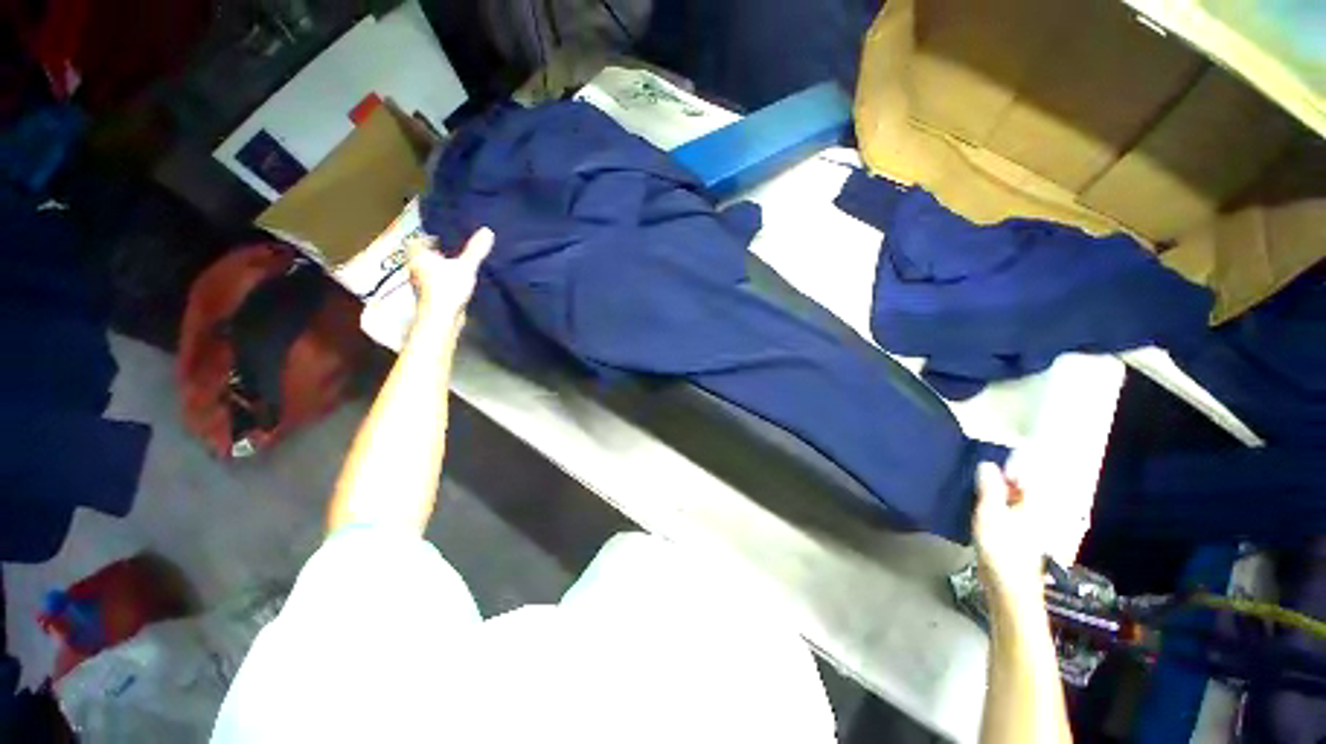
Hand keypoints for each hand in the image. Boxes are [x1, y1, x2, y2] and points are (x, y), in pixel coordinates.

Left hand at [406, 227, 492, 322]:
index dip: (427, 237)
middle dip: (435, 252)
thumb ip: (475, 250)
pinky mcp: (430, 298)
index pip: (417, 241)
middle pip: (422, 256)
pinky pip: (436, 284)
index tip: (440, 235)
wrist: (441, 318)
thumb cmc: (448, 288)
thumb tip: (488, 230)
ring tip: (455, 265)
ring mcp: (421, 285)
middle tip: (451, 248)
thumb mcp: (466, 266)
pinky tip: (456, 282)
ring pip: (428, 271)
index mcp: (419, 257)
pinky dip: (444, 281)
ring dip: (439, 268)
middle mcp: (416, 269)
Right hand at [973, 462, 1045, 605]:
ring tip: (973, 490)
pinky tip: (979, 511)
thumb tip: (986, 464)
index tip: (982, 464)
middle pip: (1020, 487)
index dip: (1006, 466)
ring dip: (994, 493)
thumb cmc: (1002, 548)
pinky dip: (994, 506)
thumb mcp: (990, 513)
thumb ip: (989, 487)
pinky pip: (1007, 512)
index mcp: (1035, 504)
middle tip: (974, 475)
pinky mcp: (1018, 537)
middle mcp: (1037, 512)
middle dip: (999, 478)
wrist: (1009, 588)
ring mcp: (1029, 526)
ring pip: (1012, 500)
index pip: (1026, 474)